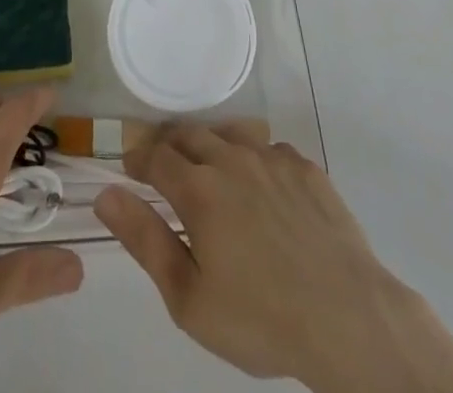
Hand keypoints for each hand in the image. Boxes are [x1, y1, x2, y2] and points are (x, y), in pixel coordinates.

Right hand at [94, 125, 452, 392]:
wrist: (346, 315)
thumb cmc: (259, 317)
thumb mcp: (189, 298)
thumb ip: (145, 240)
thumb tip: (107, 194)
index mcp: (198, 189)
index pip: (155, 155)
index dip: (137, 159)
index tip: (129, 169)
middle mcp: (231, 159)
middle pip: (189, 134)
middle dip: (169, 145)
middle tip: (162, 167)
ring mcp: (272, 158)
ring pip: (229, 134)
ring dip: (210, 145)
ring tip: (208, 168)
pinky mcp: (305, 167)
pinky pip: (268, 149)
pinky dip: (253, 159)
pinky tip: (260, 186)